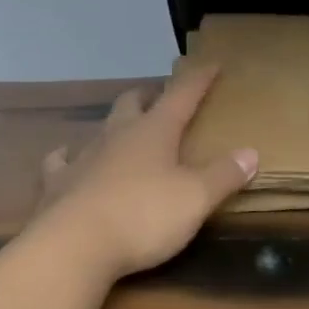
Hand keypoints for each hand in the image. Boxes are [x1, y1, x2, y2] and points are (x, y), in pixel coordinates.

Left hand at [33, 66, 256, 280]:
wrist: (75, 244)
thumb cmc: (143, 216)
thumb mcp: (195, 199)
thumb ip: (223, 175)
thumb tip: (250, 152)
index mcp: (154, 131)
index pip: (181, 95)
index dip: (198, 80)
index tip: (211, 64)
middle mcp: (117, 134)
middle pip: (132, 103)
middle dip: (148, 96)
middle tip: (159, 98)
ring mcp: (84, 156)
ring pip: (100, 128)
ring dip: (114, 125)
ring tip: (122, 128)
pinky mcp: (58, 182)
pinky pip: (61, 161)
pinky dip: (67, 156)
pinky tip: (66, 157)